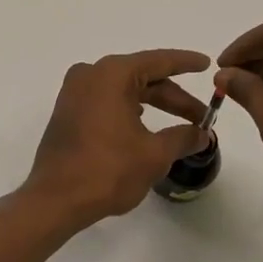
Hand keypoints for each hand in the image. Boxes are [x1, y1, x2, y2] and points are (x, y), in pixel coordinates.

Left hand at [23, 49, 212, 226]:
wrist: (55, 200)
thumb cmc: (107, 170)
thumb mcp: (154, 154)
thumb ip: (182, 137)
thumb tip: (202, 134)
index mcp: (112, 74)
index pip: (158, 61)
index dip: (186, 63)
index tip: (207, 65)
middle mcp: (91, 75)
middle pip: (142, 77)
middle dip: (173, 97)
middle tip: (201, 117)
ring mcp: (75, 93)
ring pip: (125, 90)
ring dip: (153, 104)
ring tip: (179, 124)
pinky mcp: (68, 112)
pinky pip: (107, 101)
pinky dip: (130, 110)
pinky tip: (145, 126)